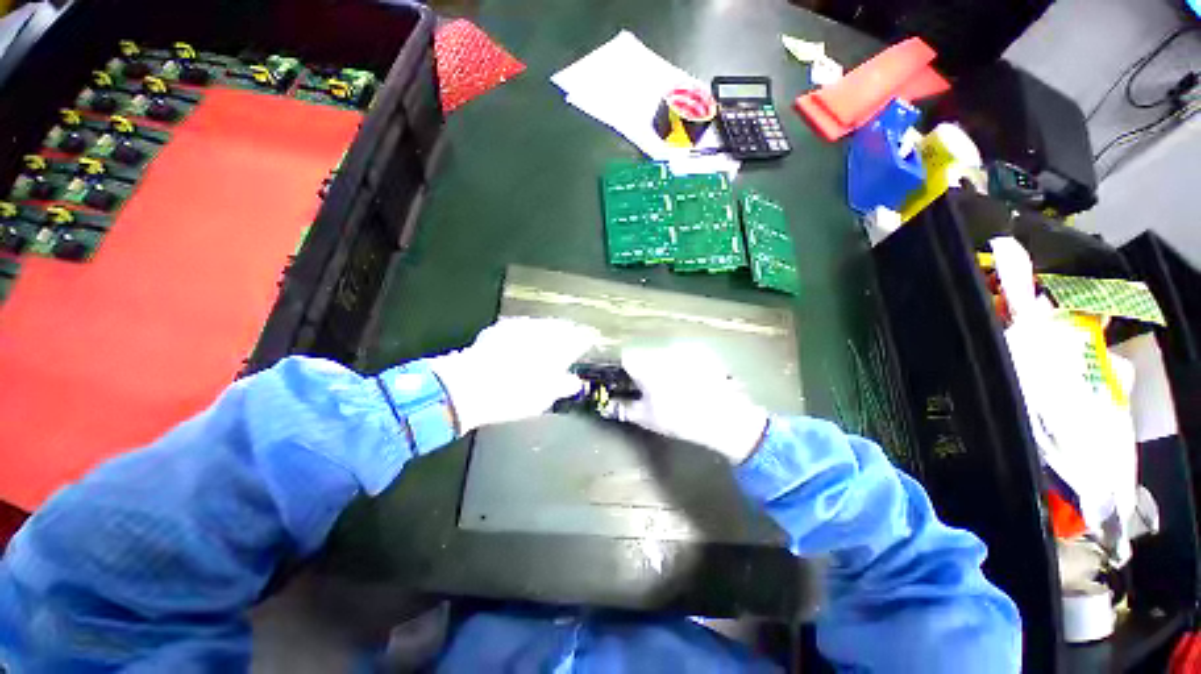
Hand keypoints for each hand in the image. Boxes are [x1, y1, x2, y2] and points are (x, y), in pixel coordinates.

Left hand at [428, 317, 599, 434]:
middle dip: (568, 332)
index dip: (586, 339)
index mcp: (558, 346)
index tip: (590, 340)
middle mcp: (542, 331)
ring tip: (551, 339)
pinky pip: (522, 326)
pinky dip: (528, 332)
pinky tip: (525, 339)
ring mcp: (519, 327)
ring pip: (542, 324)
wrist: (468, 386)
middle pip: (561, 327)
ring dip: (549, 330)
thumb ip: (563, 385)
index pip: (580, 337)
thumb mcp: (545, 396)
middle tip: (573, 339)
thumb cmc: (513, 394)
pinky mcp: (500, 329)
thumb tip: (573, 382)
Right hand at [605, 344, 768, 462]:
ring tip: (675, 386)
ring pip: (664, 354)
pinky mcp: (702, 352)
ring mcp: (684, 349)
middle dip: (644, 368)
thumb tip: (607, 405)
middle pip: (645, 355)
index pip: (625, 358)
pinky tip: (692, 381)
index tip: (628, 382)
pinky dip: (682, 364)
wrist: (723, 417)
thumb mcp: (647, 417)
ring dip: (663, 365)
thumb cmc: (679, 418)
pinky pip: (683, 354)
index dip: (624, 370)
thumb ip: (623, 408)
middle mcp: (662, 351)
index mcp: (646, 365)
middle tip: (651, 388)